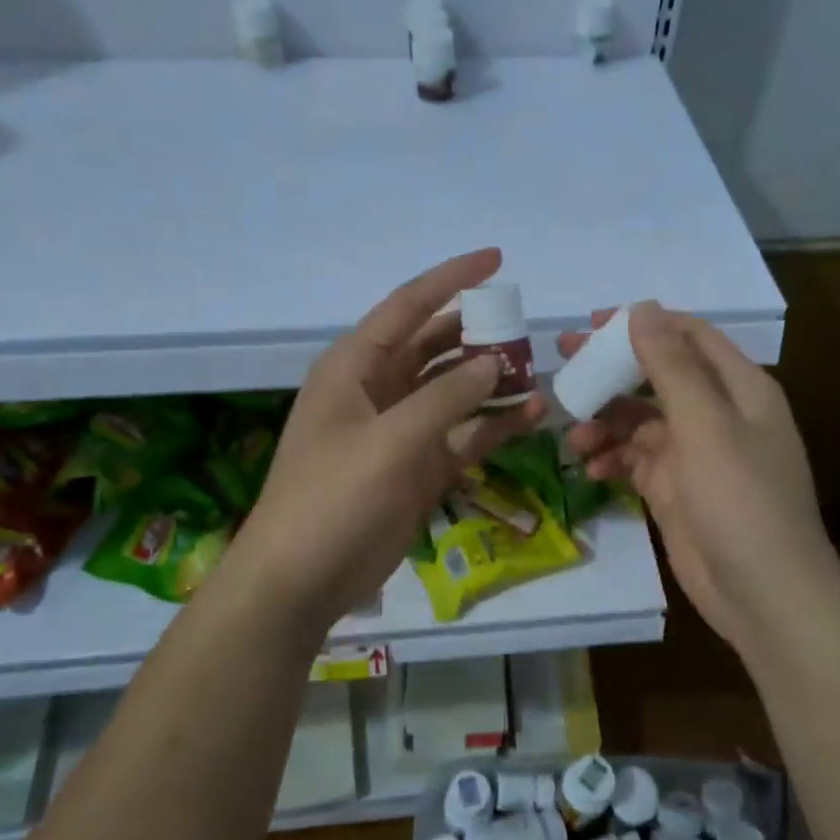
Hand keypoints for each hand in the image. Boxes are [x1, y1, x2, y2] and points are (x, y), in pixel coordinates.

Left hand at [227, 249, 545, 635]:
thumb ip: (445, 397)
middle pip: (436, 345)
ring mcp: (401, 429)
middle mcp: (379, 388)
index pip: (409, 305)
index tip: (497, 258)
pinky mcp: (419, 466)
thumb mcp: (390, 441)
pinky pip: (463, 433)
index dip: (452, 278)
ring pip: (455, 390)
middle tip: (526, 328)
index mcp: (356, 366)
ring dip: (493, 381)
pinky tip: (532, 417)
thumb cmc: (332, 498)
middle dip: (479, 333)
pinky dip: (494, 424)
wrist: (300, 580)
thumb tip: (495, 361)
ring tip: (539, 373)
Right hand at [561, 302, 839, 657]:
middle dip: (612, 370)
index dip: (643, 324)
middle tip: (564, 361)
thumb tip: (642, 308)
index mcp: (738, 388)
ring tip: (574, 436)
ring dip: (606, 422)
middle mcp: (717, 413)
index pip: (688, 336)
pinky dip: (613, 458)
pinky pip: (635, 459)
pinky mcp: (674, 488)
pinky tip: (591, 468)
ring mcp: (694, 453)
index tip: (592, 324)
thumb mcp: (706, 425)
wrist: (764, 595)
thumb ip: (671, 366)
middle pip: (657, 375)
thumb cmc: (741, 500)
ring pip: (640, 420)